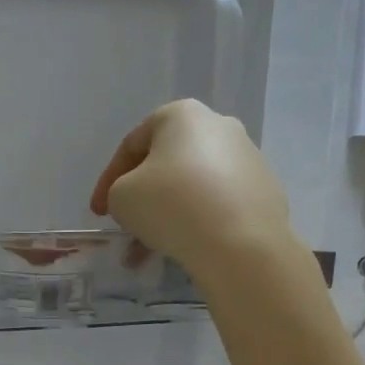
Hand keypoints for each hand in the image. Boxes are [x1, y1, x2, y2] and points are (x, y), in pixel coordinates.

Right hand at [90, 99, 293, 285]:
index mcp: (182, 115)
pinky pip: (219, 204)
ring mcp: (249, 158)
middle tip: (127, 225)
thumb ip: (119, 192)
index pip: (132, 145)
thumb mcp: (121, 197)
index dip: (108, 181)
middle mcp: (219, 126)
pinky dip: (197, 221)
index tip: (99, 213)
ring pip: (193, 186)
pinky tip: (184, 247)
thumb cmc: (171, 206)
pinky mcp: (265, 191)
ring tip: (151, 249)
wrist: (241, 244)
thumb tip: (140, 200)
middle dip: (142, 197)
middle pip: (166, 163)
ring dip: (167, 214)